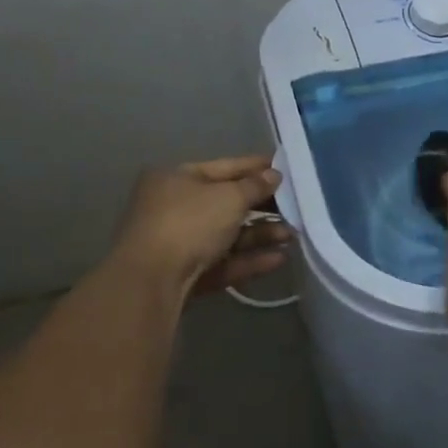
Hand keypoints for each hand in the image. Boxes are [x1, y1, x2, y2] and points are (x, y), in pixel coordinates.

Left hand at [110, 156, 291, 297]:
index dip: (257, 167)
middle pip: (228, 203)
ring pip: (229, 234)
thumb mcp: (229, 197)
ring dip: (261, 234)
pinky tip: (280, 258)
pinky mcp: (187, 274)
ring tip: (292, 235)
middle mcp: (174, 207)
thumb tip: (274, 176)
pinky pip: (225, 261)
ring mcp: (179, 242)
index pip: (225, 167)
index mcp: (177, 178)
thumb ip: (256, 185)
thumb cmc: (189, 223)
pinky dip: (251, 259)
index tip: (288, 169)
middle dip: (264, 206)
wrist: (151, 281)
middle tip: (296, 207)